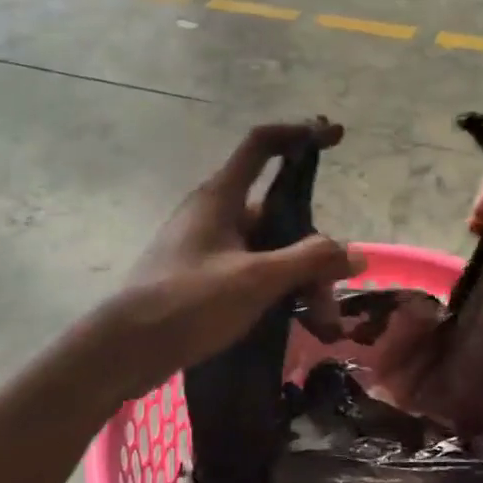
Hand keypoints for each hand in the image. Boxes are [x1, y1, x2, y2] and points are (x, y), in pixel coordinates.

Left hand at [104, 121, 361, 394]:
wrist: (127, 348)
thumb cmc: (190, 301)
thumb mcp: (256, 279)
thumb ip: (309, 261)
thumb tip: (354, 253)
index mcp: (220, 196)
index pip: (262, 144)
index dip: (298, 134)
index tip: (333, 135)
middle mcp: (214, 213)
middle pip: (276, 213)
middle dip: (312, 248)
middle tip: (333, 288)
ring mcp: (206, 246)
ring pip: (267, 249)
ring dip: (298, 277)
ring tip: (320, 321)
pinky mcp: (202, 276)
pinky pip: (251, 272)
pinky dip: (276, 289)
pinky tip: (295, 320)